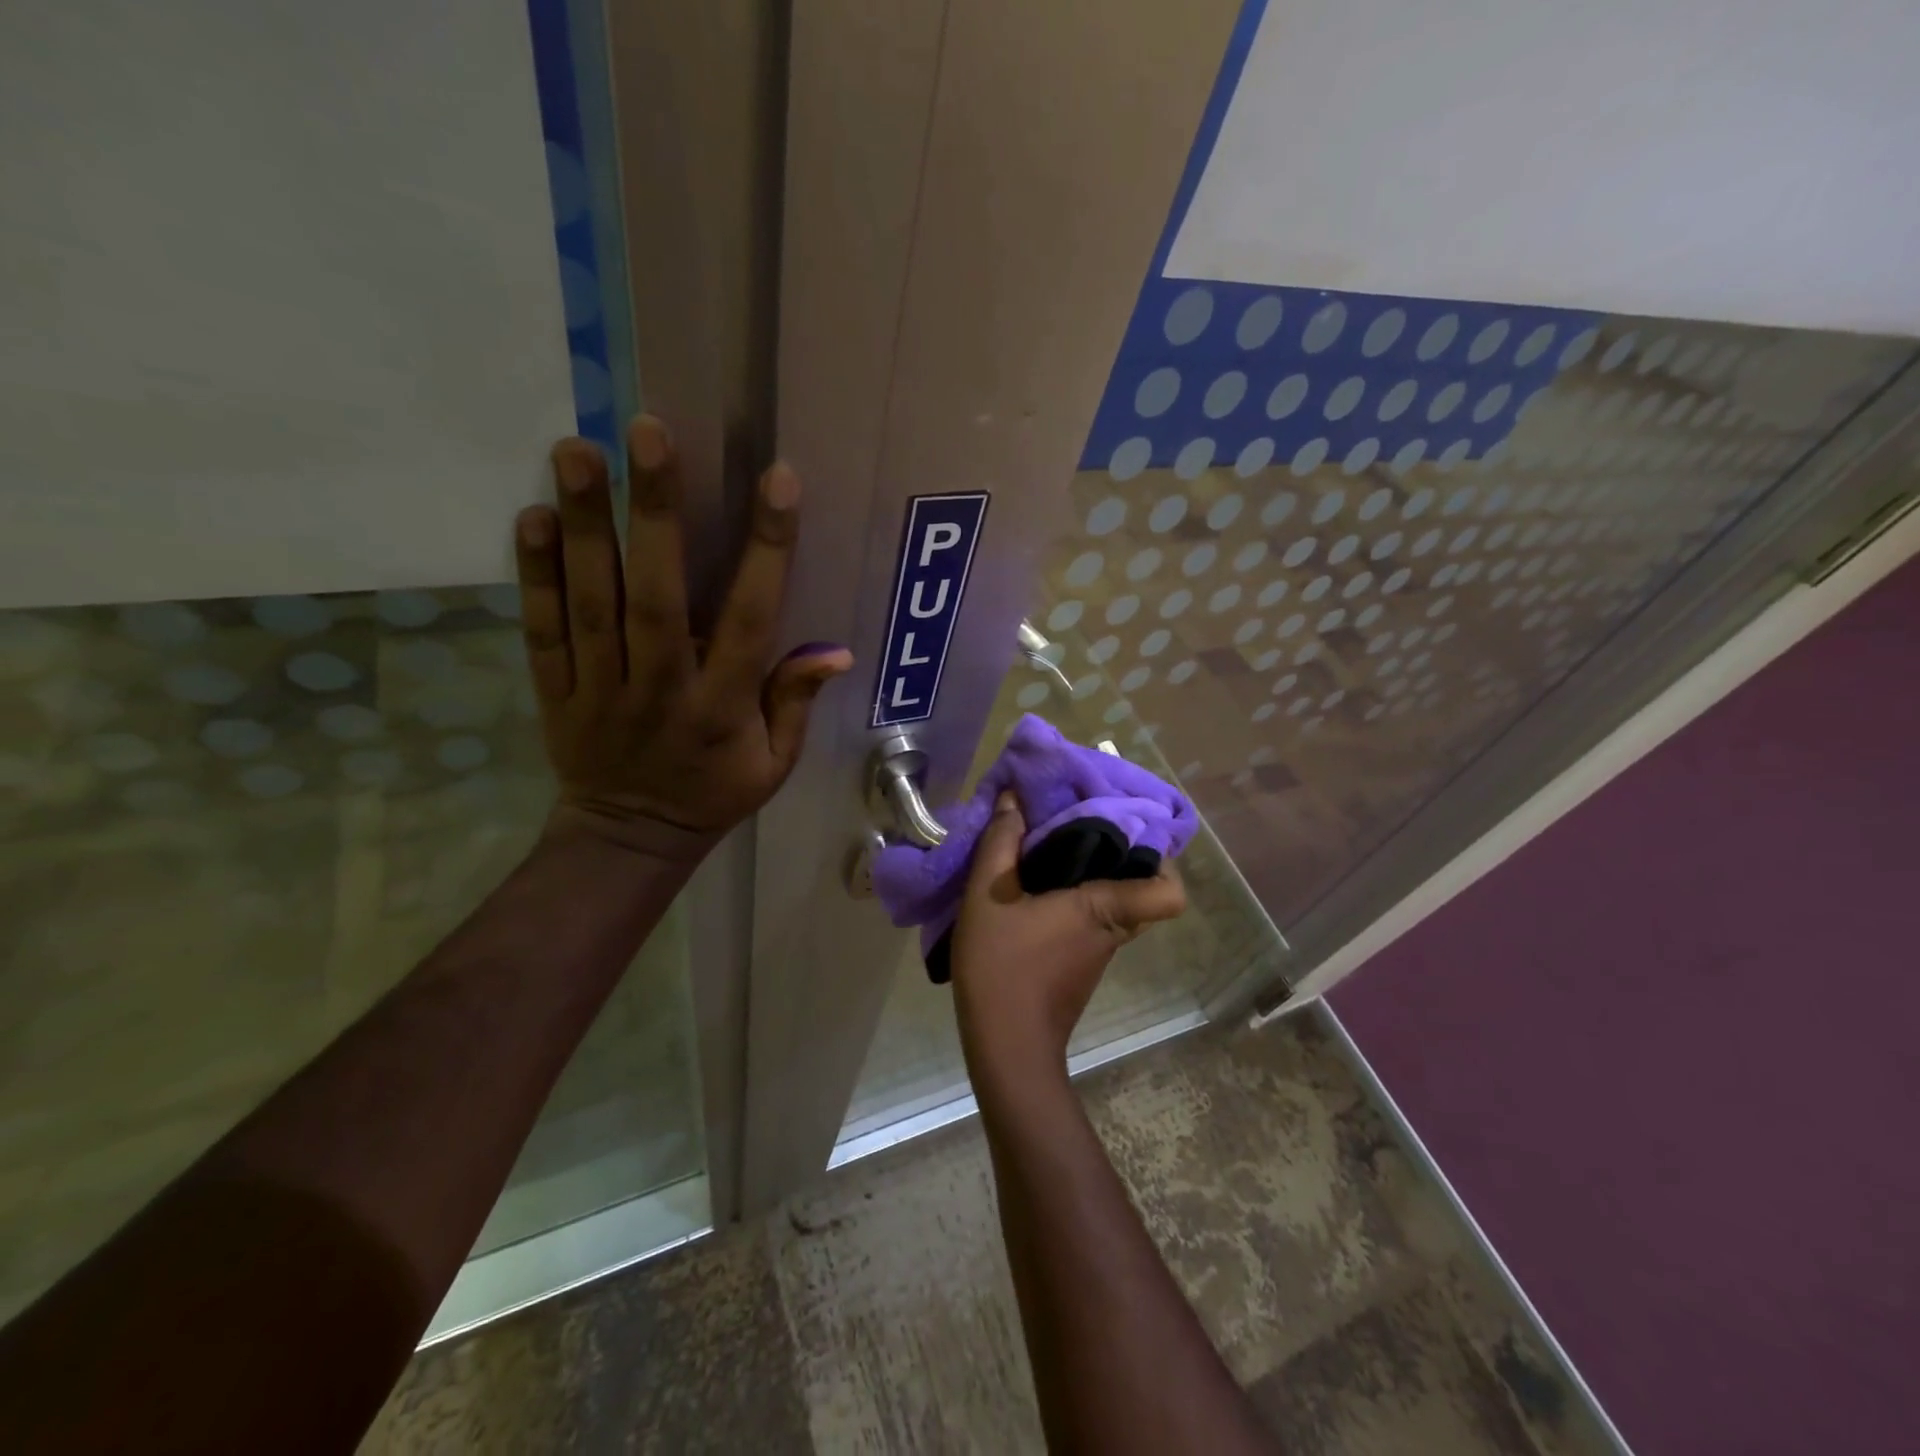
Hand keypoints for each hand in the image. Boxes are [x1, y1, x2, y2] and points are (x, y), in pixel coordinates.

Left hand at [515, 415, 852, 849]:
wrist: (629, 837)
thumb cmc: (714, 793)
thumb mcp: (775, 764)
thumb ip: (796, 703)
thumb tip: (836, 651)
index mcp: (723, 708)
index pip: (751, 620)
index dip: (767, 551)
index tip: (778, 482)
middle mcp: (661, 689)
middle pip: (656, 597)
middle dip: (655, 514)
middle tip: (648, 433)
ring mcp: (601, 689)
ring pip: (591, 603)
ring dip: (586, 526)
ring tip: (579, 449)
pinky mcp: (556, 691)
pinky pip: (543, 631)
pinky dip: (535, 575)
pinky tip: (533, 516)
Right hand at [951, 792, 1185, 1080]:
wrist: (1006, 1046)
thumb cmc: (1003, 965)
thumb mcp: (989, 894)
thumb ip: (1001, 842)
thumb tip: (1014, 798)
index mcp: (1105, 907)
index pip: (1170, 891)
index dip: (1164, 860)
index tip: (1130, 827)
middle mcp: (1115, 928)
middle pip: (1142, 886)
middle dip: (1118, 852)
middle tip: (1082, 823)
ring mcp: (1101, 950)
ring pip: (1116, 901)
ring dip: (1093, 873)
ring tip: (1054, 846)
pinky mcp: (1083, 964)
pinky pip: (1095, 919)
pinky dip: (1076, 898)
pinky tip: (1037, 887)